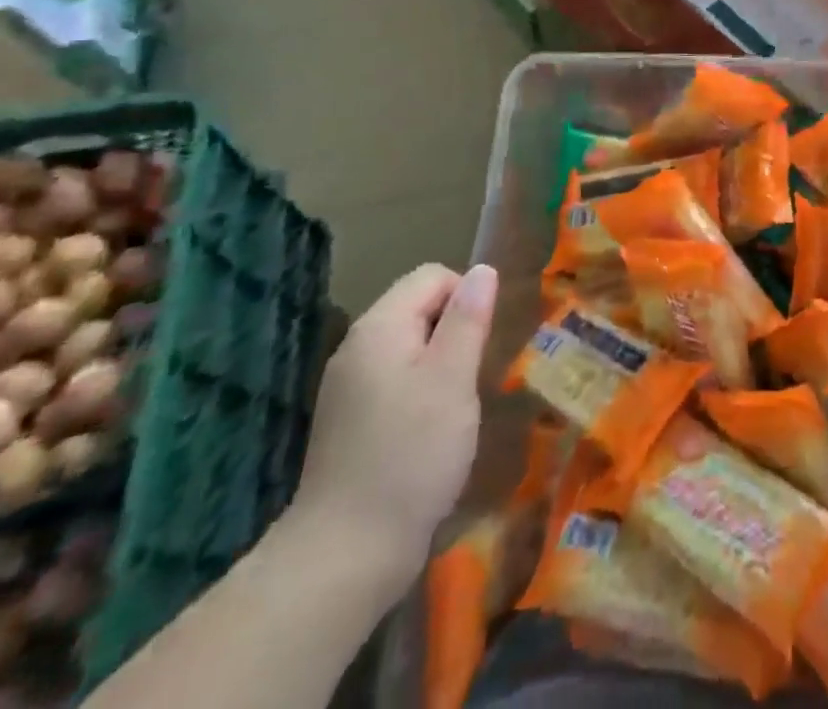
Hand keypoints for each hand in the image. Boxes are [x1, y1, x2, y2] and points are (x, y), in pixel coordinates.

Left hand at [286, 262, 499, 594]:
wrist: (344, 557)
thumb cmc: (410, 456)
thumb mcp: (452, 379)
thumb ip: (468, 319)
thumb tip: (482, 270)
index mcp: (378, 327)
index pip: (432, 276)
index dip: (466, 298)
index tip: (483, 343)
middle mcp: (356, 347)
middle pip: (418, 308)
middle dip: (454, 332)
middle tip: (472, 378)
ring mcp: (347, 387)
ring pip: (409, 348)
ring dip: (441, 365)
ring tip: (456, 407)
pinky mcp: (349, 422)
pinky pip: (395, 381)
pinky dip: (420, 393)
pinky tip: (431, 433)